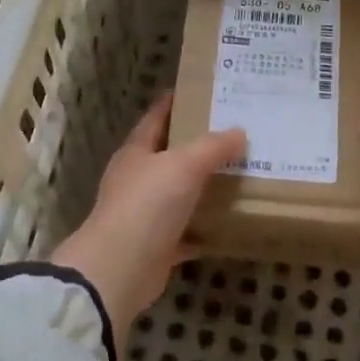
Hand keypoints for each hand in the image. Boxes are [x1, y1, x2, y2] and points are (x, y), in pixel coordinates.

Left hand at [53, 92, 245, 330]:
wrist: (120, 269)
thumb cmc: (147, 204)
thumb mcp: (184, 165)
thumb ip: (213, 147)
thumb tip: (240, 132)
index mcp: (136, 152)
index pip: (156, 117)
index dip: (175, 102)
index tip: (202, 91)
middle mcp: (137, 179)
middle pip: (170, 155)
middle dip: (197, 144)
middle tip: (234, 132)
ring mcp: (145, 214)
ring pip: (179, 193)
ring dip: (203, 186)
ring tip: (239, 173)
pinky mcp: (156, 247)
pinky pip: (187, 232)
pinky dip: (205, 228)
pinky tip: (229, 222)